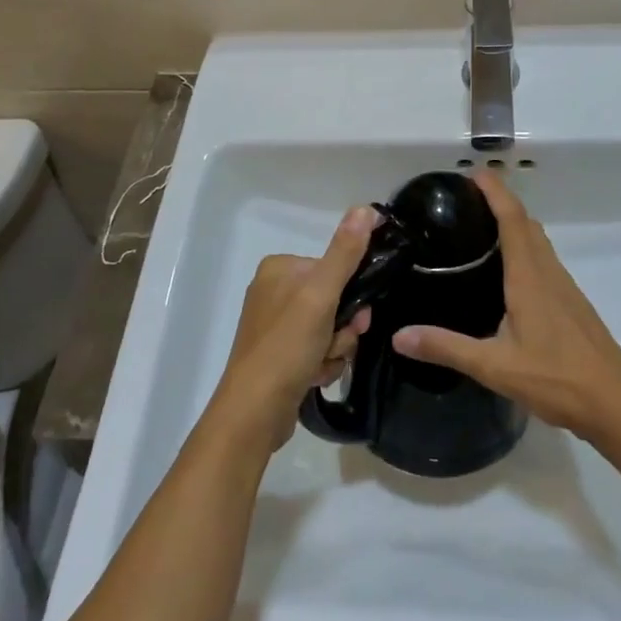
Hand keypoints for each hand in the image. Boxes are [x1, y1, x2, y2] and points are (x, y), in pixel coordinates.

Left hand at [209, 207, 376, 451]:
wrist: (254, 413)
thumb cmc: (286, 346)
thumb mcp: (321, 295)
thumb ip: (345, 252)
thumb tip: (365, 208)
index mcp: (280, 268)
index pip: (333, 268)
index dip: (351, 295)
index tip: (356, 317)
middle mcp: (274, 291)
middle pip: (334, 299)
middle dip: (343, 327)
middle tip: (337, 345)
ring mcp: (275, 325)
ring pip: (329, 327)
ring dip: (335, 348)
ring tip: (320, 365)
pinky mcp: (279, 354)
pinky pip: (316, 349)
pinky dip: (322, 363)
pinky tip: (313, 377)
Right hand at [392, 173, 620, 439]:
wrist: (616, 403)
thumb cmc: (557, 378)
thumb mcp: (495, 367)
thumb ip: (447, 348)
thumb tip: (399, 336)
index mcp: (528, 276)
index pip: (512, 218)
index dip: (494, 190)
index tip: (472, 173)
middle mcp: (547, 271)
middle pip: (526, 222)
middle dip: (500, 201)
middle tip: (466, 200)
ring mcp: (563, 286)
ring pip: (538, 240)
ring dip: (514, 223)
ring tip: (480, 229)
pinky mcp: (571, 302)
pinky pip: (544, 259)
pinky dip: (524, 247)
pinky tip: (507, 273)